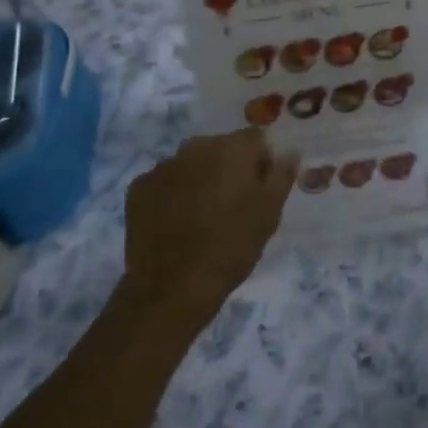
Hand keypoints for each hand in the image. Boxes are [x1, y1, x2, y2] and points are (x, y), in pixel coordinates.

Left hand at [122, 129, 295, 323]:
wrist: (172, 288)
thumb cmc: (231, 246)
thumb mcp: (269, 213)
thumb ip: (281, 175)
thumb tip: (290, 151)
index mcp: (231, 148)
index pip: (256, 139)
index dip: (262, 162)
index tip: (260, 191)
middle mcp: (195, 146)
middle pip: (220, 148)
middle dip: (228, 169)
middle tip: (232, 207)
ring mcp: (163, 166)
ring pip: (191, 165)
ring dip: (199, 180)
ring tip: (201, 218)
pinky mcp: (138, 188)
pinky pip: (164, 183)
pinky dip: (172, 195)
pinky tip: (176, 224)